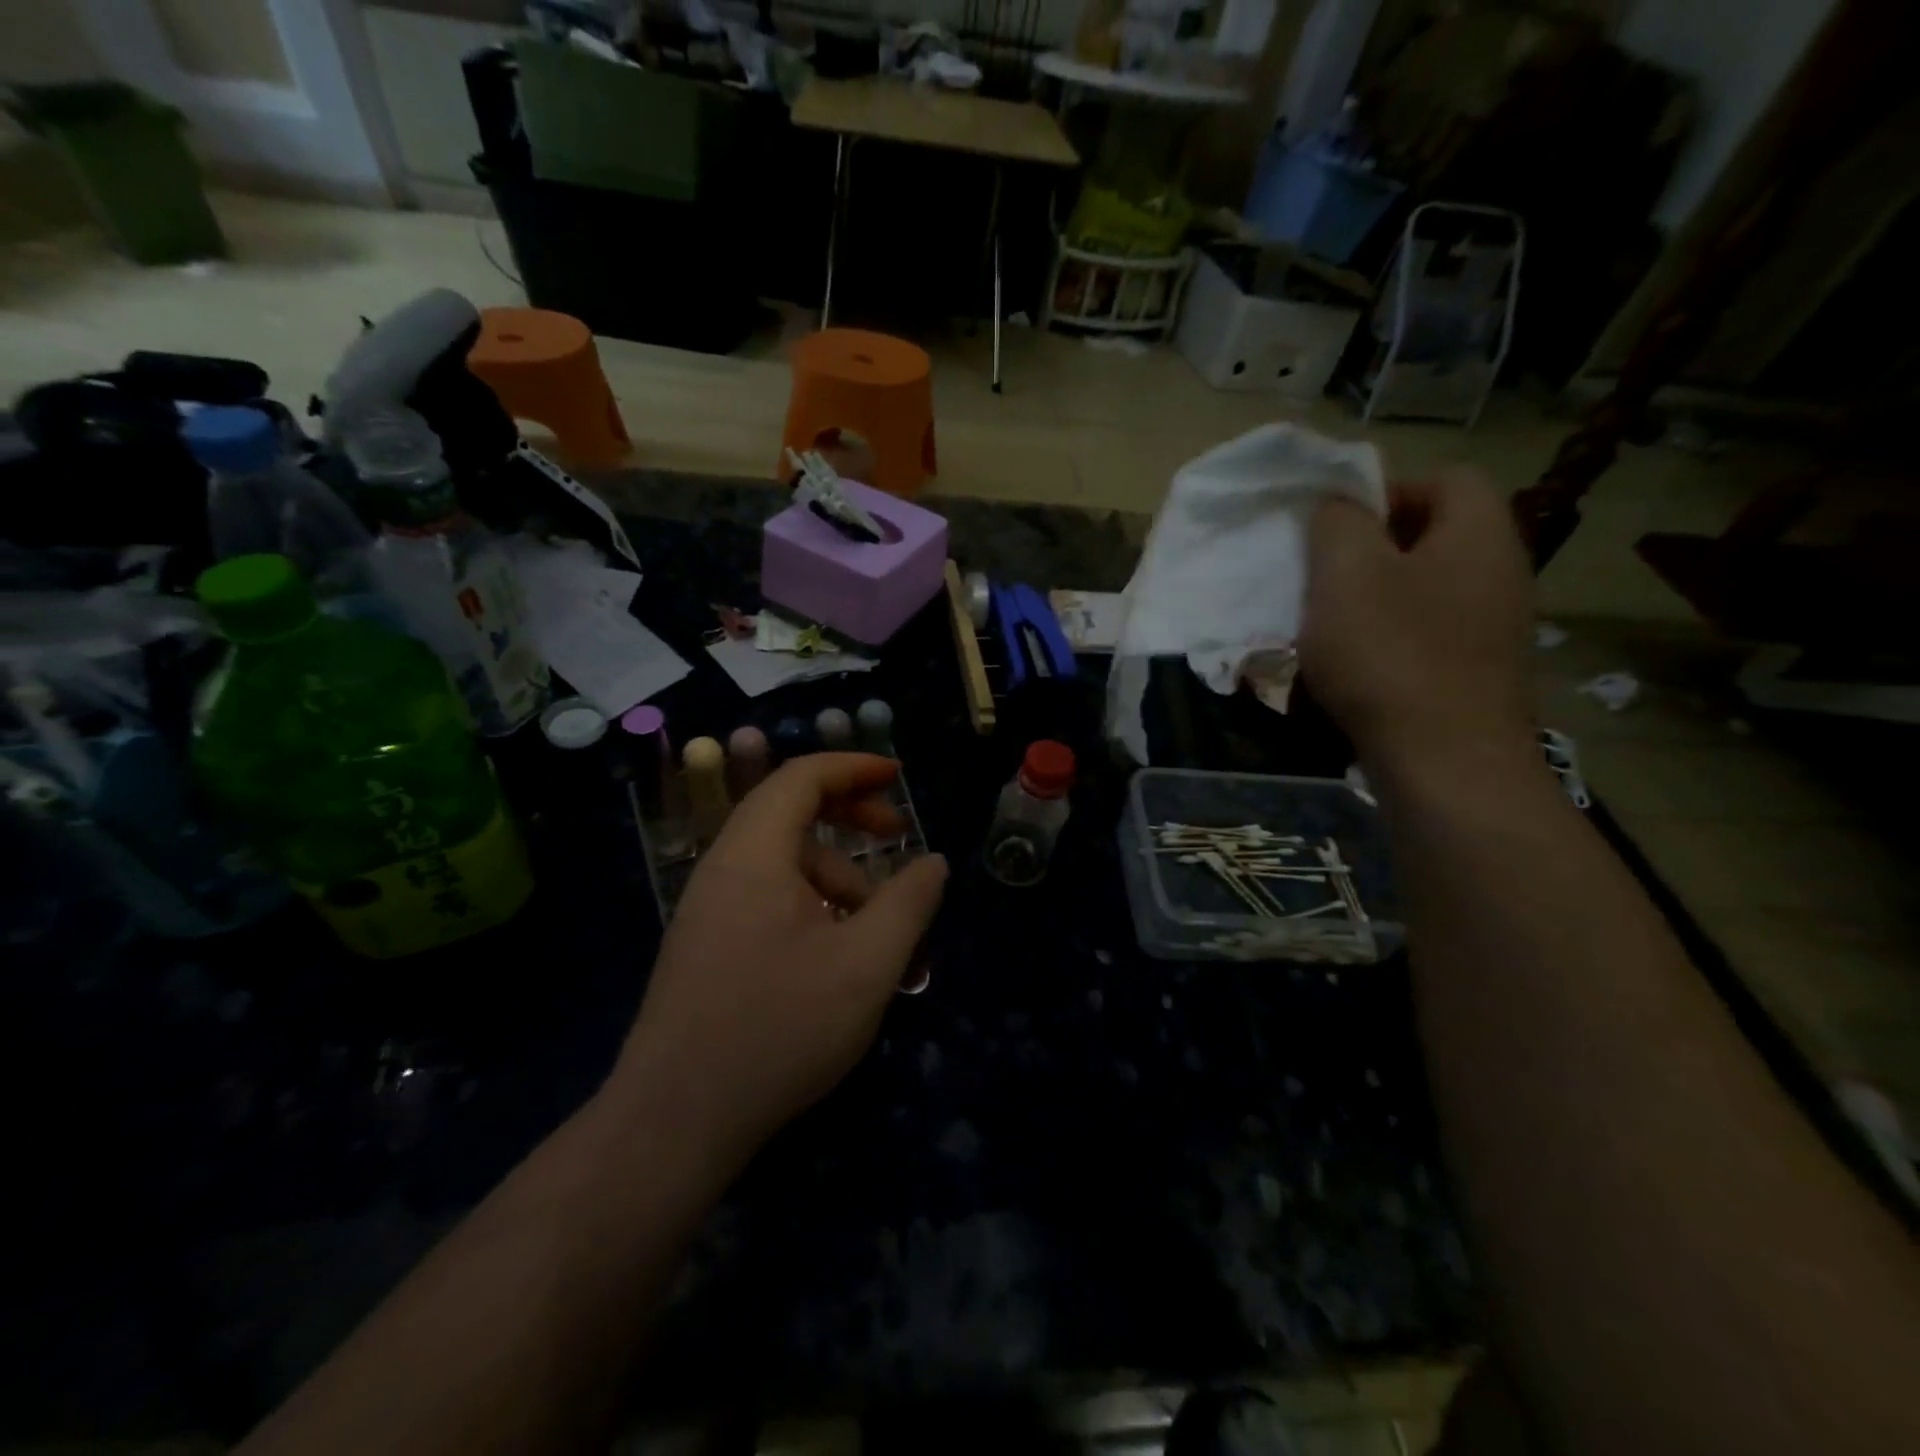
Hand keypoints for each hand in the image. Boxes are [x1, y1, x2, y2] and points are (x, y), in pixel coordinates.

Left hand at [610, 753, 947, 1160]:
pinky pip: (768, 901)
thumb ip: (908, 903)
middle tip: (898, 837)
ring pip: (785, 867)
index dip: (854, 767)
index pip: (801, 777)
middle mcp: (724, 869)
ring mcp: (709, 910)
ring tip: (880, 935)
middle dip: (851, 819)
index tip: (899, 776)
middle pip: (790, 814)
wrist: (675, 1122)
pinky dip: (812, 909)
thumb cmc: (778, 1029)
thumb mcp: (866, 964)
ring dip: (838, 881)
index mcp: (754, 854)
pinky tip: (839, 960)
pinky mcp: (707, 947)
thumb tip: (933, 862)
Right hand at [1300, 467, 1534, 781]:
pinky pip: (1426, 635)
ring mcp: (1494, 627)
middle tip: (1321, 578)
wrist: (1446, 764)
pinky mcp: (1477, 674)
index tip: (1333, 528)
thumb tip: (1340, 503)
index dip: (1384, 490)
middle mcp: (1501, 571)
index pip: (1444, 477)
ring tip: (1325, 627)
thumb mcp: (1346, 572)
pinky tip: (1351, 670)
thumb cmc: (1390, 654)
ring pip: (1423, 589)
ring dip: (1372, 599)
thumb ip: (1338, 521)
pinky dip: (1386, 640)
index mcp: (1479, 532)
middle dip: (1370, 550)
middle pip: (1432, 535)